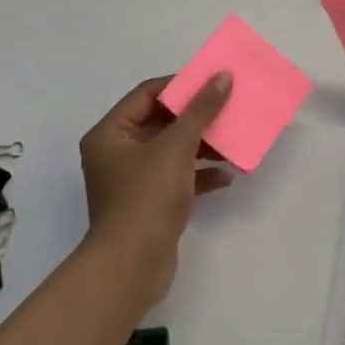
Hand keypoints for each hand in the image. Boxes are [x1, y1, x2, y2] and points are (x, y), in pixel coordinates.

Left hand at [78, 74, 234, 308]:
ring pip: (172, 150)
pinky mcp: (150, 204)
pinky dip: (200, 174)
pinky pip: (178, 178)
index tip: (212, 81)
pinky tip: (227, 175)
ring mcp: (133, 181)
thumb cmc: (146, 197)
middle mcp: (117, 153)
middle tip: (228, 105)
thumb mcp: (177, 147)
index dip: (180, 85)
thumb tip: (223, 76)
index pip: (147, 94)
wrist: (132, 267)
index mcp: (110, 134)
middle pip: (161, 121)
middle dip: (196, 116)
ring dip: (202, 145)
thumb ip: (201, 110)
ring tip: (233, 139)